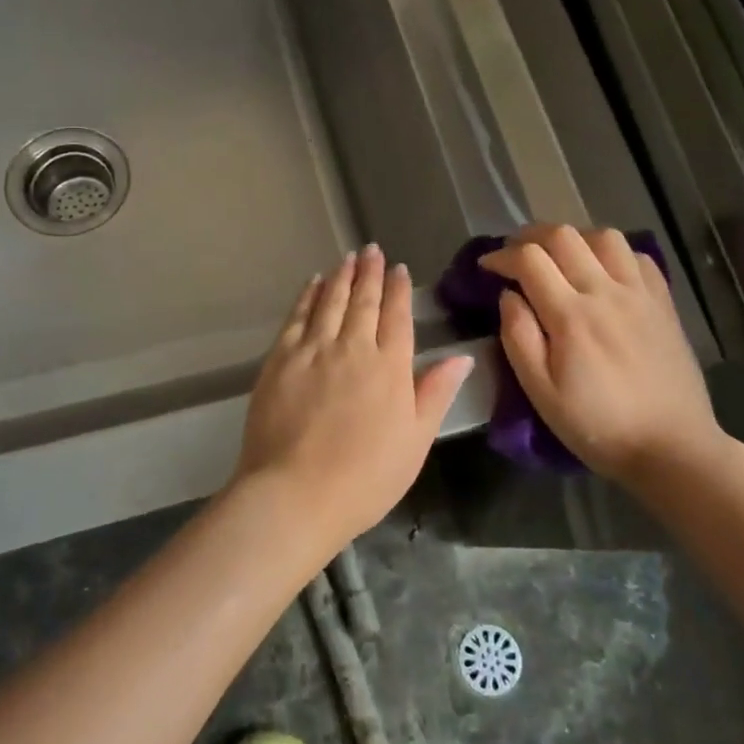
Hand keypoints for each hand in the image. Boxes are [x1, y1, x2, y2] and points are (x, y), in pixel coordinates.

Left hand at [233, 245, 473, 556]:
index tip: (399, 269)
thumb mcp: (415, 441)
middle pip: (363, 301)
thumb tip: (462, 356)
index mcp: (390, 367)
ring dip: (341, 276)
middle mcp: (353, 347)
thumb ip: (436, 393)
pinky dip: (307, 296)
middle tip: (372, 250)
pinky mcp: (281, 358)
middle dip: (370, 273)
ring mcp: (313, 350)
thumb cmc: (365, 477)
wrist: (295, 493)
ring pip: (330, 301)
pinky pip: (298, 316)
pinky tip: (313, 283)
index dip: (399, 290)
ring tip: (348, 257)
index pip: (397, 316)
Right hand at [479, 225, 724, 485]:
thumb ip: (519, 338)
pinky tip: (603, 272)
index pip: (529, 259)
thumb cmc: (598, 426)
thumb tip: (508, 295)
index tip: (487, 267)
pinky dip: (613, 253)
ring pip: (604, 236)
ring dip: (574, 238)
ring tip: (560, 258)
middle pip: (563, 236)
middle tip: (515, 255)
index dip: (501, 255)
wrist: (672, 449)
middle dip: (530, 236)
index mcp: (571, 316)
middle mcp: (606, 292)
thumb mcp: (542, 393)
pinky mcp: (664, 303)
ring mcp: (640, 294)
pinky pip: (638, 256)